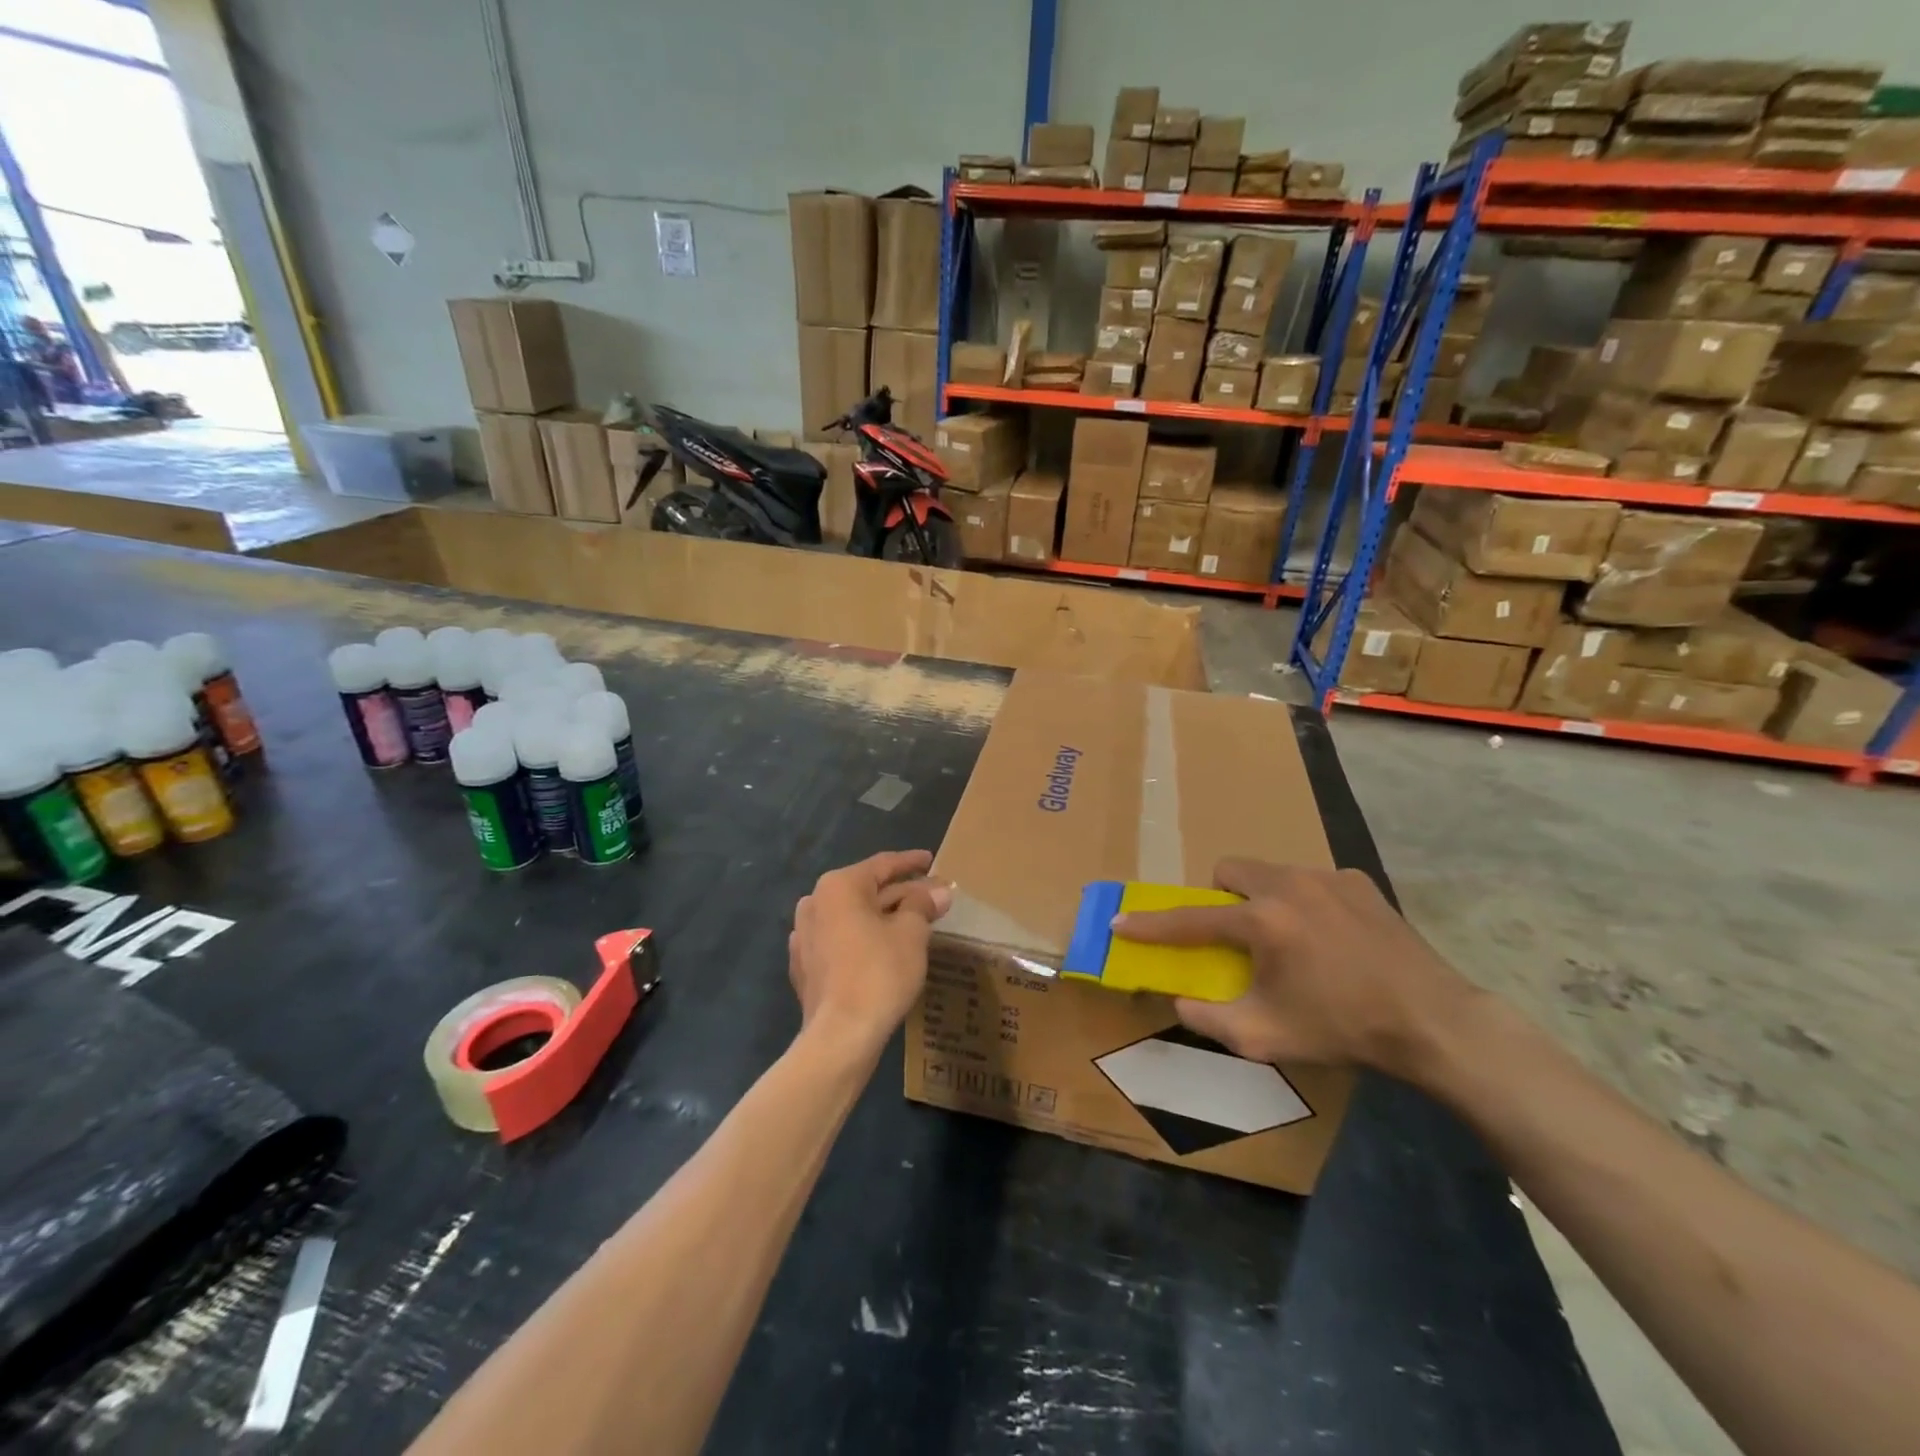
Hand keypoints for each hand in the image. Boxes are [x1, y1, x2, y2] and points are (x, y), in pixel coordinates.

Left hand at [789, 850, 951, 1054]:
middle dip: (901, 893)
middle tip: (932, 896)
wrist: (840, 1036)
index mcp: (838, 886)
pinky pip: (840, 941)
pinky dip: (862, 939)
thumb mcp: (911, 933)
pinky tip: (881, 947)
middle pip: (866, 891)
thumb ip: (923, 906)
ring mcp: (804, 936)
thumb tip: (939, 892)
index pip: (882, 865)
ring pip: (852, 916)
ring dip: (882, 916)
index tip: (931, 860)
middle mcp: (815, 903)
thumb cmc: (879, 973)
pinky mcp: (805, 966)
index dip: (911, 862)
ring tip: (912, 921)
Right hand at [1112, 859, 1475, 1076]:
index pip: (1190, 920)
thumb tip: (1178, 1000)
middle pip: (1229, 870)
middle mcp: (1289, 885)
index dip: (1150, 925)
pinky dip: (1304, 901)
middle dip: (1219, 897)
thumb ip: (1208, 1018)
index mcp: (1263, 921)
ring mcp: (1327, 877)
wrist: (1432, 1021)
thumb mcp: (1264, 1037)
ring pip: (1271, 872)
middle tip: (1235, 935)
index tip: (1121, 922)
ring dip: (1262, 897)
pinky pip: (1311, 880)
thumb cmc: (1342, 1028)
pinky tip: (1329, 937)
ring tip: (1288, 938)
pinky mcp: (1358, 881)